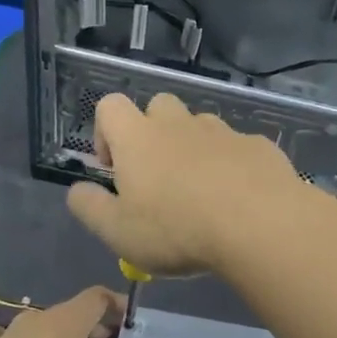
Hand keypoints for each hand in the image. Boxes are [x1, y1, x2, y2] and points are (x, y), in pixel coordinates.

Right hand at [65, 92, 310, 276]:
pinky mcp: (257, 145)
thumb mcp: (117, 232)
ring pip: (199, 125)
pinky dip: (231, 164)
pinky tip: (239, 199)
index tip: (114, 169)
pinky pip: (237, 147)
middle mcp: (178, 123)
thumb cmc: (177, 228)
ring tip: (201, 193)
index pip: (110, 105)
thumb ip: (88, 207)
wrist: (259, 223)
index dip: (105, 131)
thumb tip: (77, 190)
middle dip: (153, 133)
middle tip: (158, 179)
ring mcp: (222, 130)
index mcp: (138, 138)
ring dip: (193, 148)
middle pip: (158, 106)